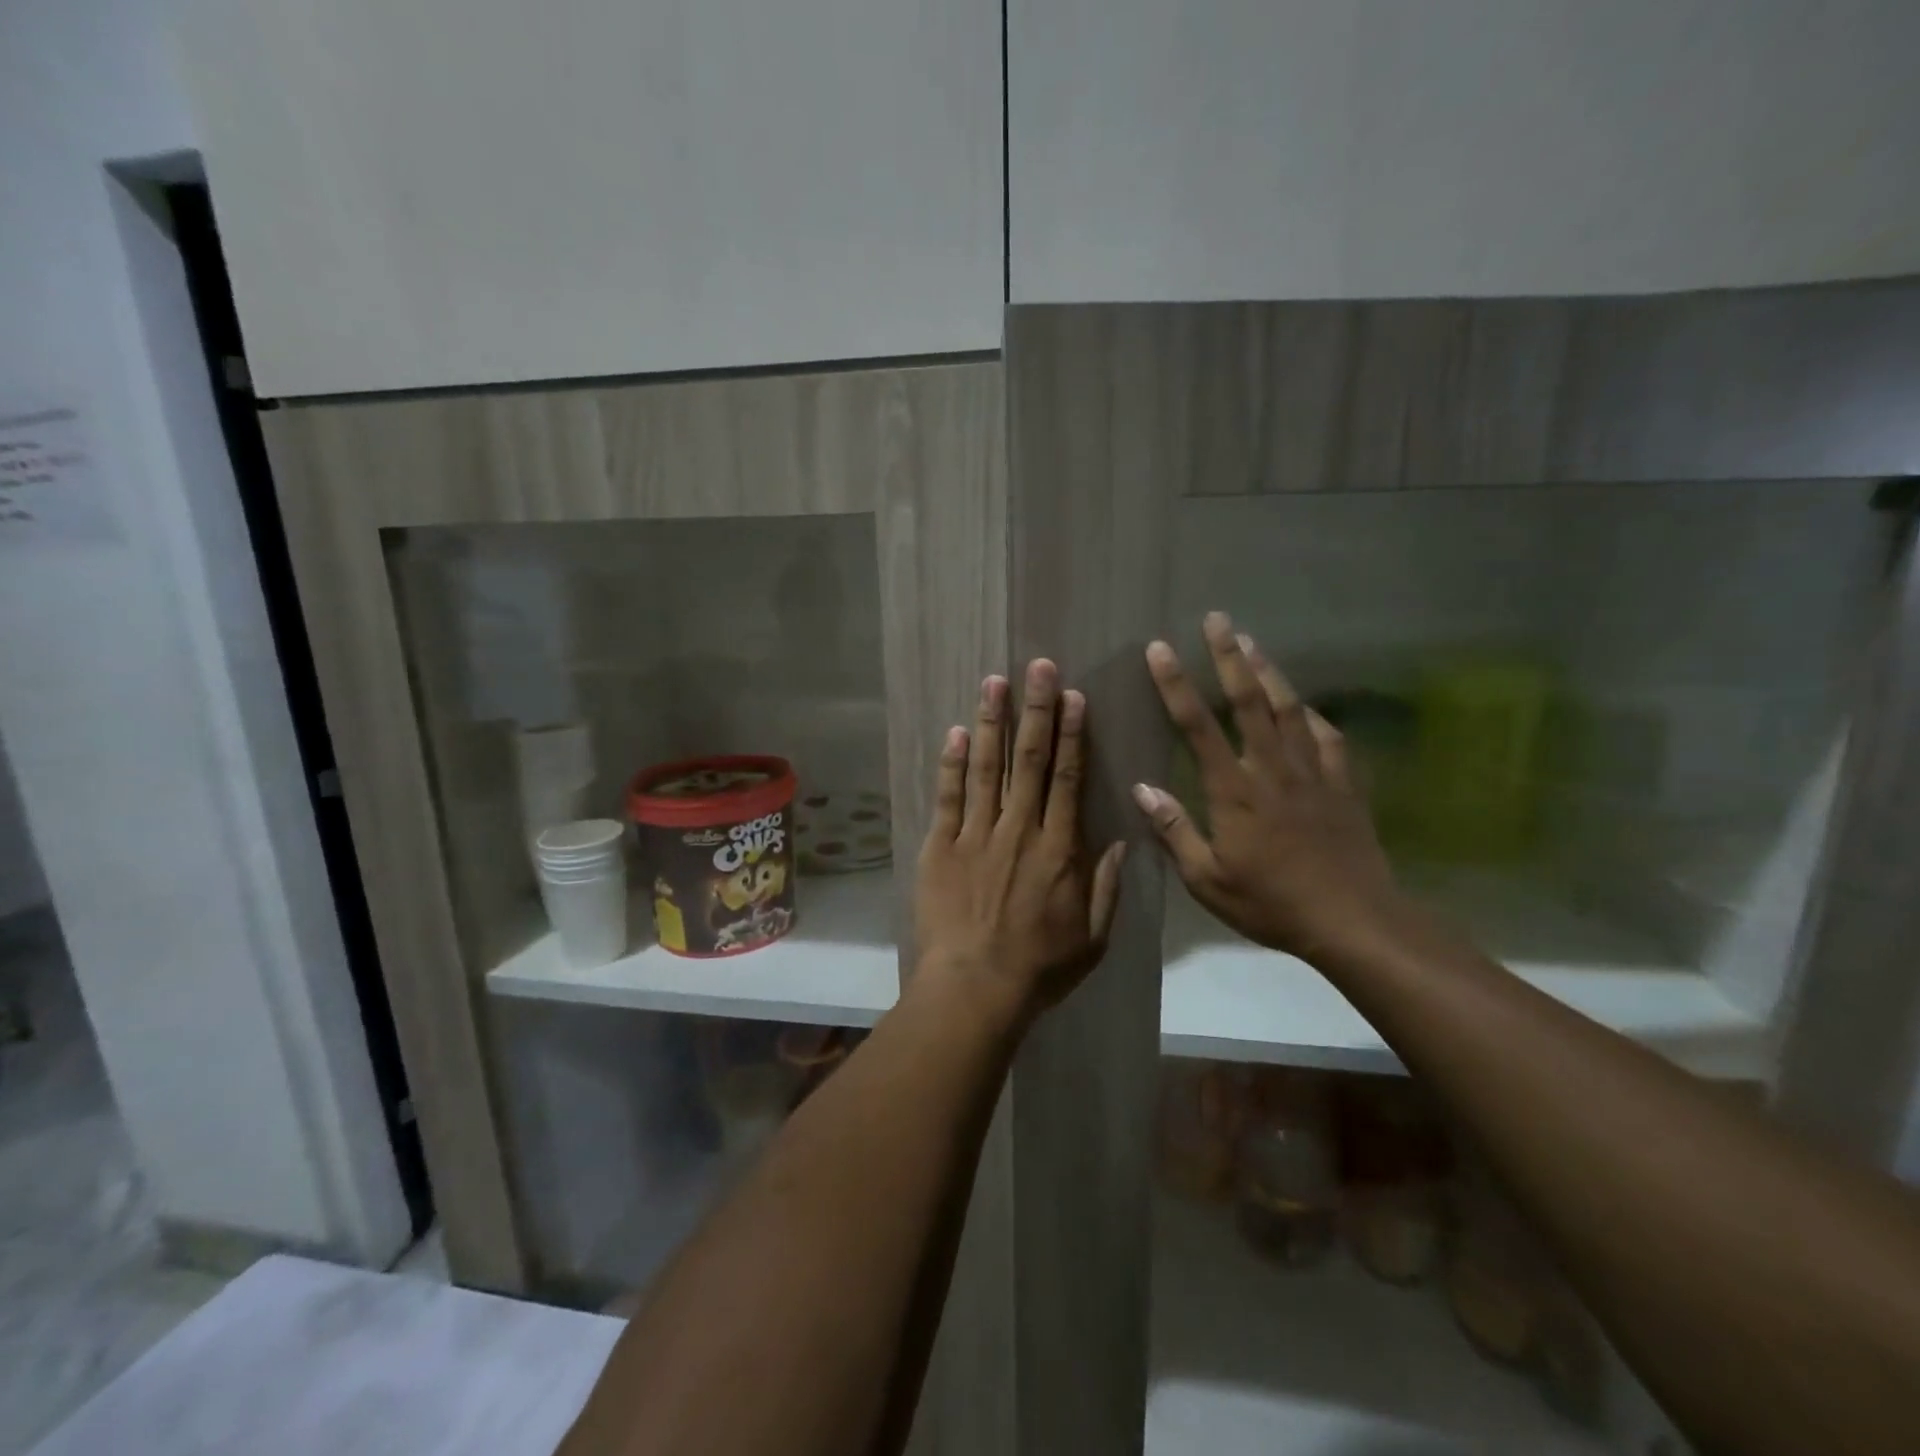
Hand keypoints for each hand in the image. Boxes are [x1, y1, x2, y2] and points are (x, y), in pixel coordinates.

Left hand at [915, 660, 1126, 1024]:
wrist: (975, 987)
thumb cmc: (1040, 967)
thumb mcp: (1093, 937)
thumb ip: (1106, 886)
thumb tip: (1119, 841)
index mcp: (1059, 848)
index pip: (1069, 778)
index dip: (1072, 733)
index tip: (1072, 696)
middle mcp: (1020, 829)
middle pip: (1030, 760)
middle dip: (1036, 710)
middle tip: (1038, 667)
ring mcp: (977, 834)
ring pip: (987, 768)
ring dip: (992, 722)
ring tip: (994, 682)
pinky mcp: (941, 847)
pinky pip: (949, 797)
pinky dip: (952, 763)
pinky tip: (956, 732)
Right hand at [1133, 614, 1404, 963]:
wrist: (1354, 921)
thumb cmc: (1272, 903)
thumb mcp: (1208, 880)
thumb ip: (1175, 831)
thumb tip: (1142, 789)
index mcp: (1235, 791)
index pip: (1197, 727)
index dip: (1176, 685)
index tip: (1159, 649)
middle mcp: (1272, 769)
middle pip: (1249, 701)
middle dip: (1229, 656)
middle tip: (1217, 619)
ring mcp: (1313, 773)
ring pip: (1289, 708)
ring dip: (1268, 671)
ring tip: (1252, 641)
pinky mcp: (1343, 785)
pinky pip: (1329, 738)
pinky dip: (1314, 715)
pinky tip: (1306, 705)